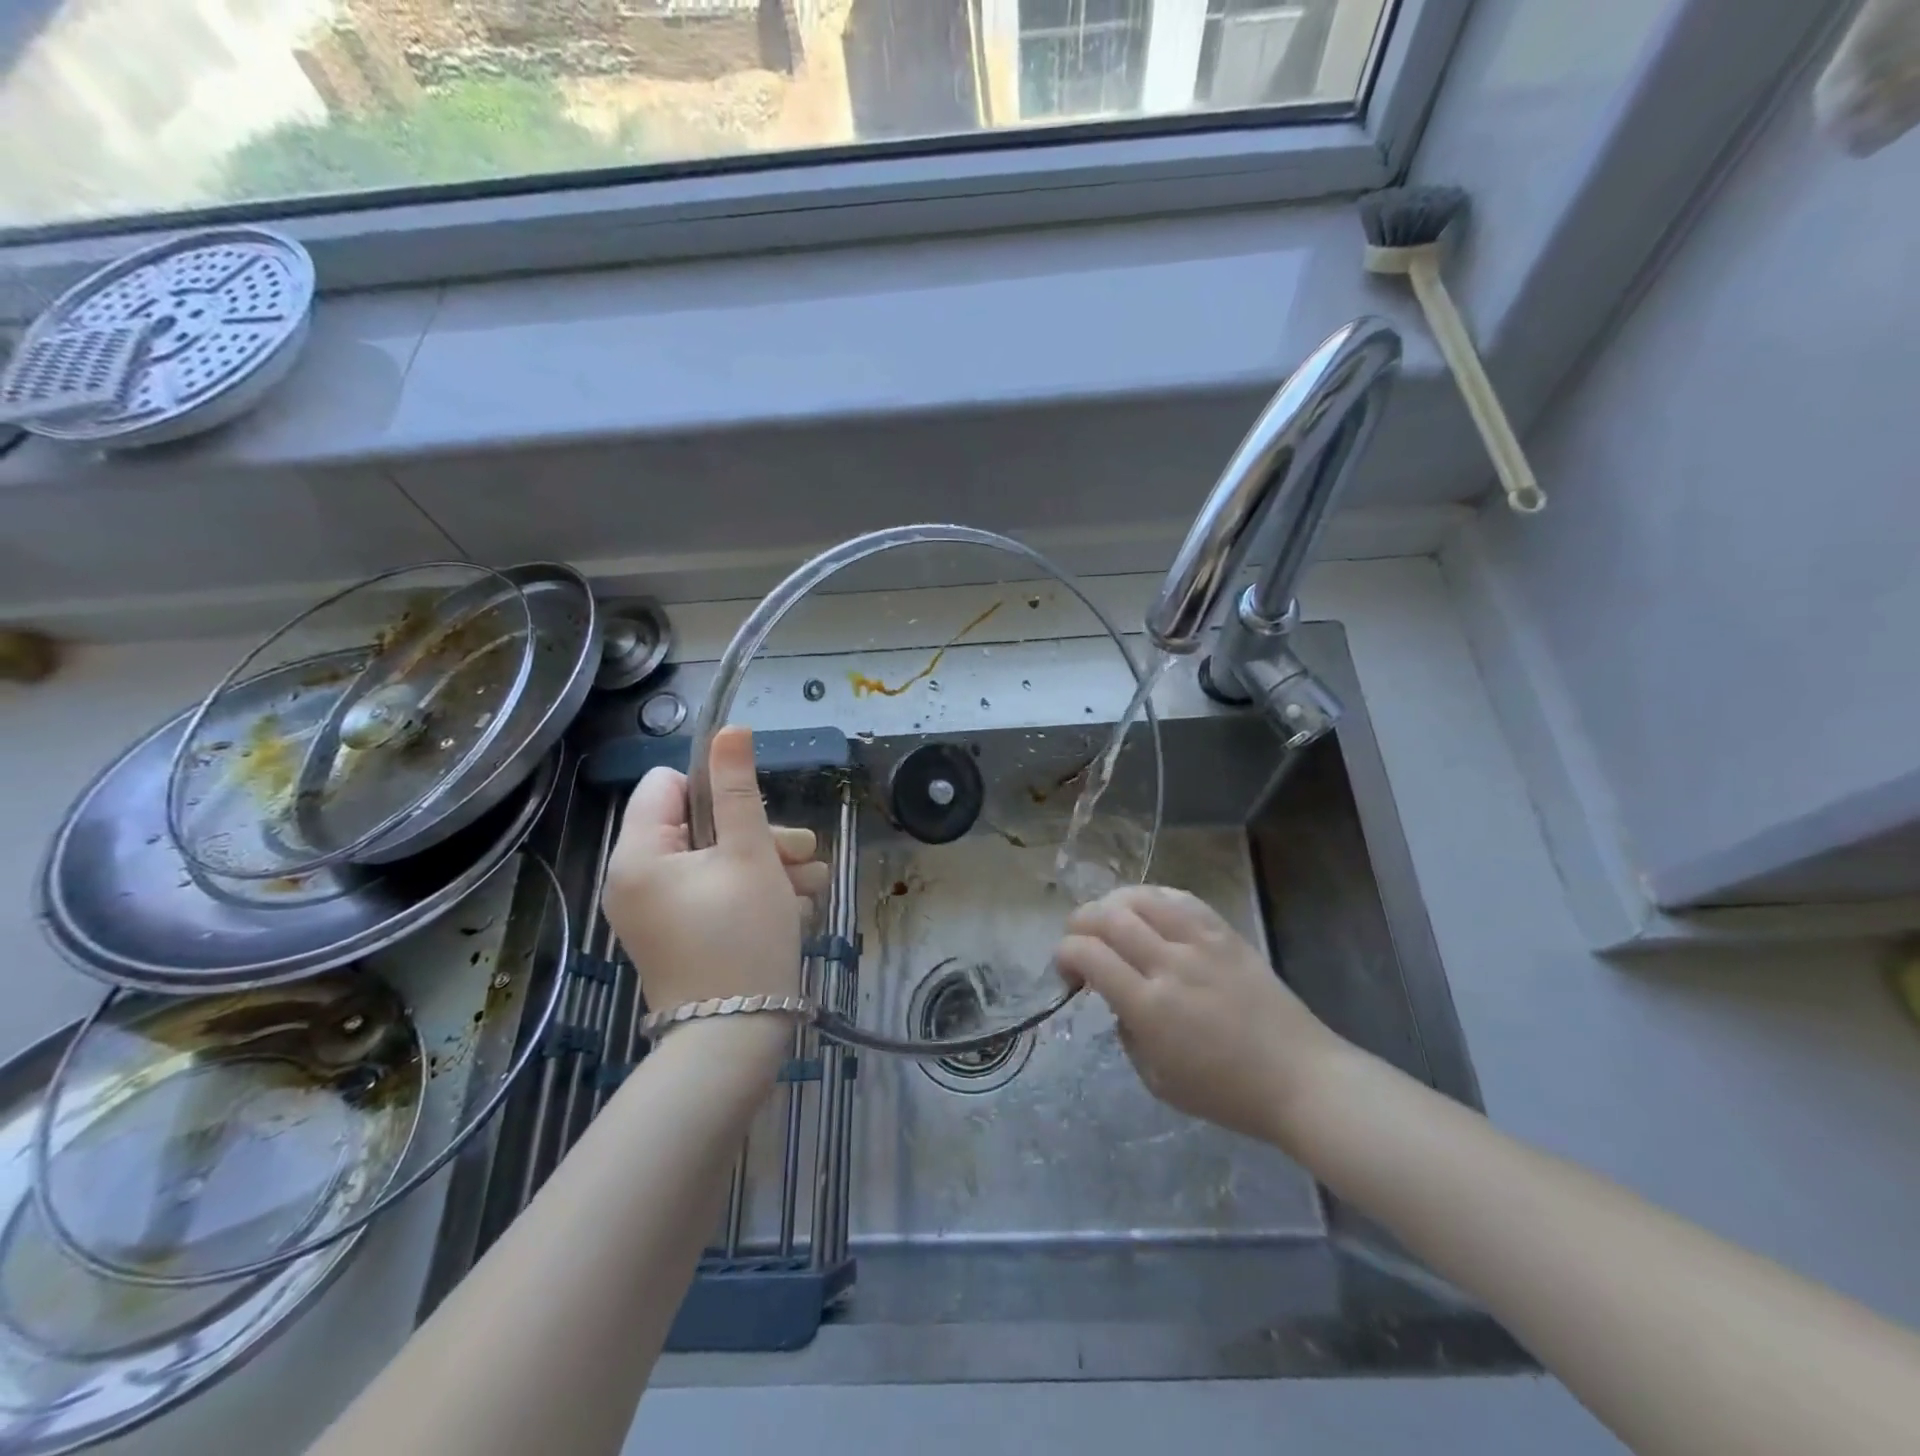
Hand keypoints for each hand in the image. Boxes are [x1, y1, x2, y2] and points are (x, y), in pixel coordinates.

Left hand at [603, 727, 827, 1019]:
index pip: (668, 786)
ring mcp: (658, 912)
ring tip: (807, 889)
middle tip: (799, 857)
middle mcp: (638, 880)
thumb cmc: (743, 937)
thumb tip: (728, 729)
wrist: (735, 1039)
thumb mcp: (750, 854)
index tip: (756, 819)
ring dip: (768, 866)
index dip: (716, 792)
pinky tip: (793, 910)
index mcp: (639, 854)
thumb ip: (737, 788)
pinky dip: (754, 895)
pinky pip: (717, 894)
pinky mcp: (680, 935)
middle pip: (701, 825)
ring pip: (719, 861)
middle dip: (759, 836)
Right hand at [1056, 885, 1344, 1144]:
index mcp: (1150, 1007)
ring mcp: (1201, 943)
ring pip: (1141, 897)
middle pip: (1108, 917)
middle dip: (1080, 923)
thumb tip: (1118, 1000)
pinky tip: (1146, 911)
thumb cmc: (1227, 1093)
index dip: (1064, 954)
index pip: (1088, 955)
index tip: (1067, 972)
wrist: (1300, 1079)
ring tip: (1110, 921)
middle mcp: (1170, 964)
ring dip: (1112, 904)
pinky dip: (1152, 897)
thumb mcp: (1158, 1081)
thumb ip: (1127, 1034)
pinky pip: (1180, 898)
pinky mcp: (1225, 933)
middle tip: (1080, 943)